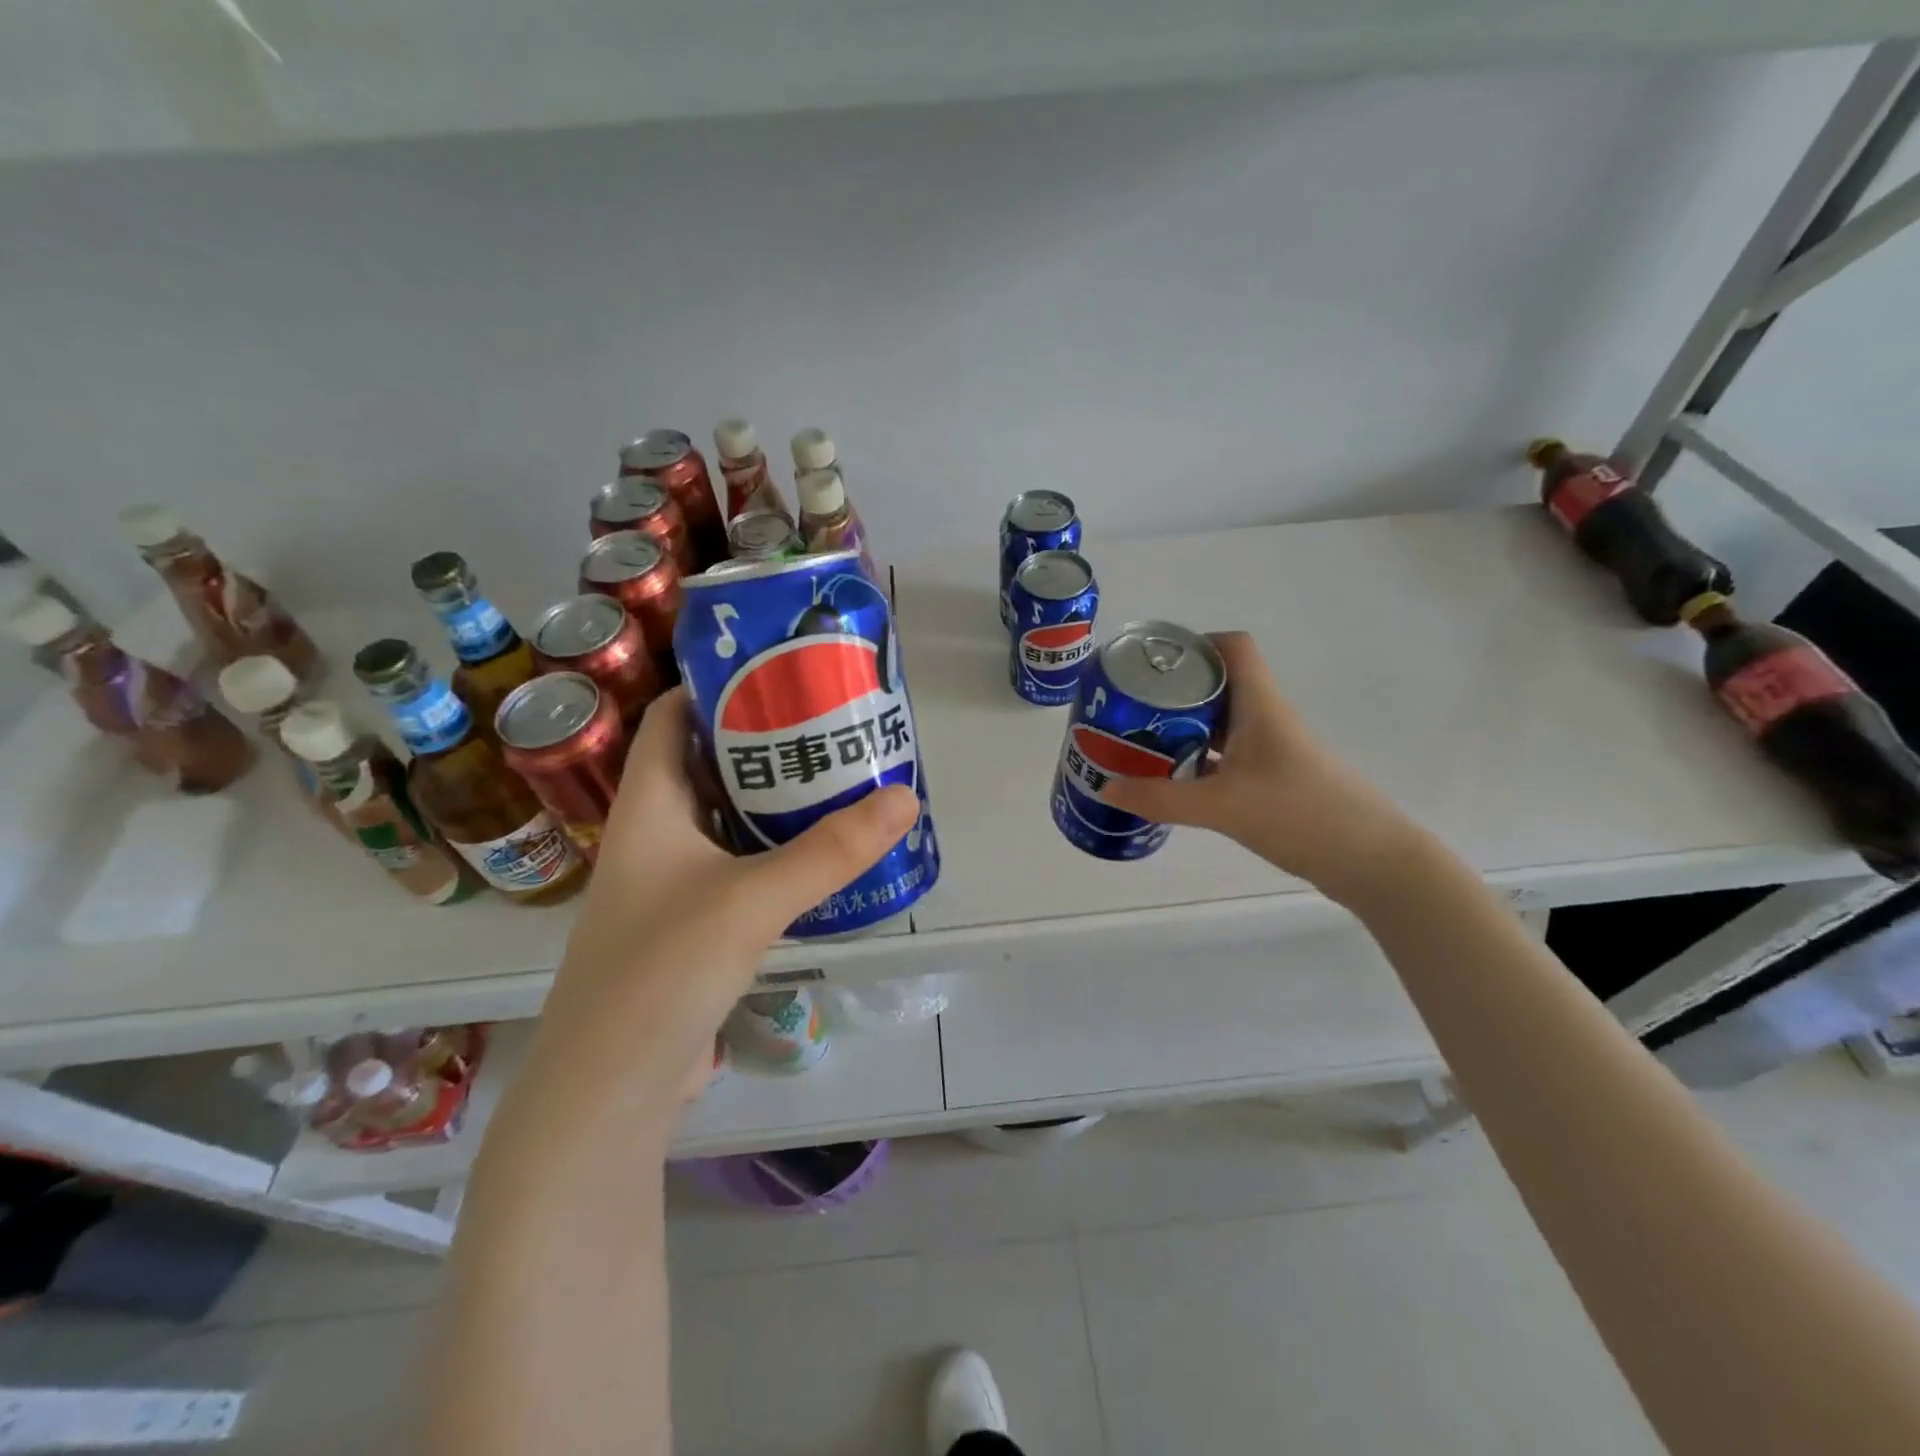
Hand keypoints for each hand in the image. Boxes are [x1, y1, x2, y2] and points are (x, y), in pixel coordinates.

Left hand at [524, 687, 918, 1126]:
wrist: (608, 1090)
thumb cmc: (661, 971)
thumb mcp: (751, 901)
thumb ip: (830, 851)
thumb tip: (904, 797)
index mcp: (647, 807)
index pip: (669, 717)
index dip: (716, 685)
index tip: (780, 669)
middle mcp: (653, 835)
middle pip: (706, 764)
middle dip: (763, 740)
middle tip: (829, 721)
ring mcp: (669, 883)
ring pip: (725, 818)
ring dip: (773, 797)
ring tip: (836, 775)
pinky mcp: (691, 924)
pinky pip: (736, 864)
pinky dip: (773, 848)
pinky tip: (819, 852)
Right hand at [1097, 631, 1419, 903]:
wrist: (1371, 860)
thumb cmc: (1301, 815)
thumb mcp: (1222, 806)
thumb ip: (1161, 798)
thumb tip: (1105, 788)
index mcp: (1260, 706)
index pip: (1233, 648)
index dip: (1194, 643)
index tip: (1151, 662)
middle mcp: (1267, 719)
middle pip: (1218, 684)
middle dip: (1173, 690)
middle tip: (1129, 706)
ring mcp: (1272, 751)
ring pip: (1221, 723)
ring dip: (1183, 727)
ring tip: (1138, 740)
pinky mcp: (1274, 780)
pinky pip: (1227, 756)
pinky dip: (1198, 759)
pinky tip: (1172, 779)